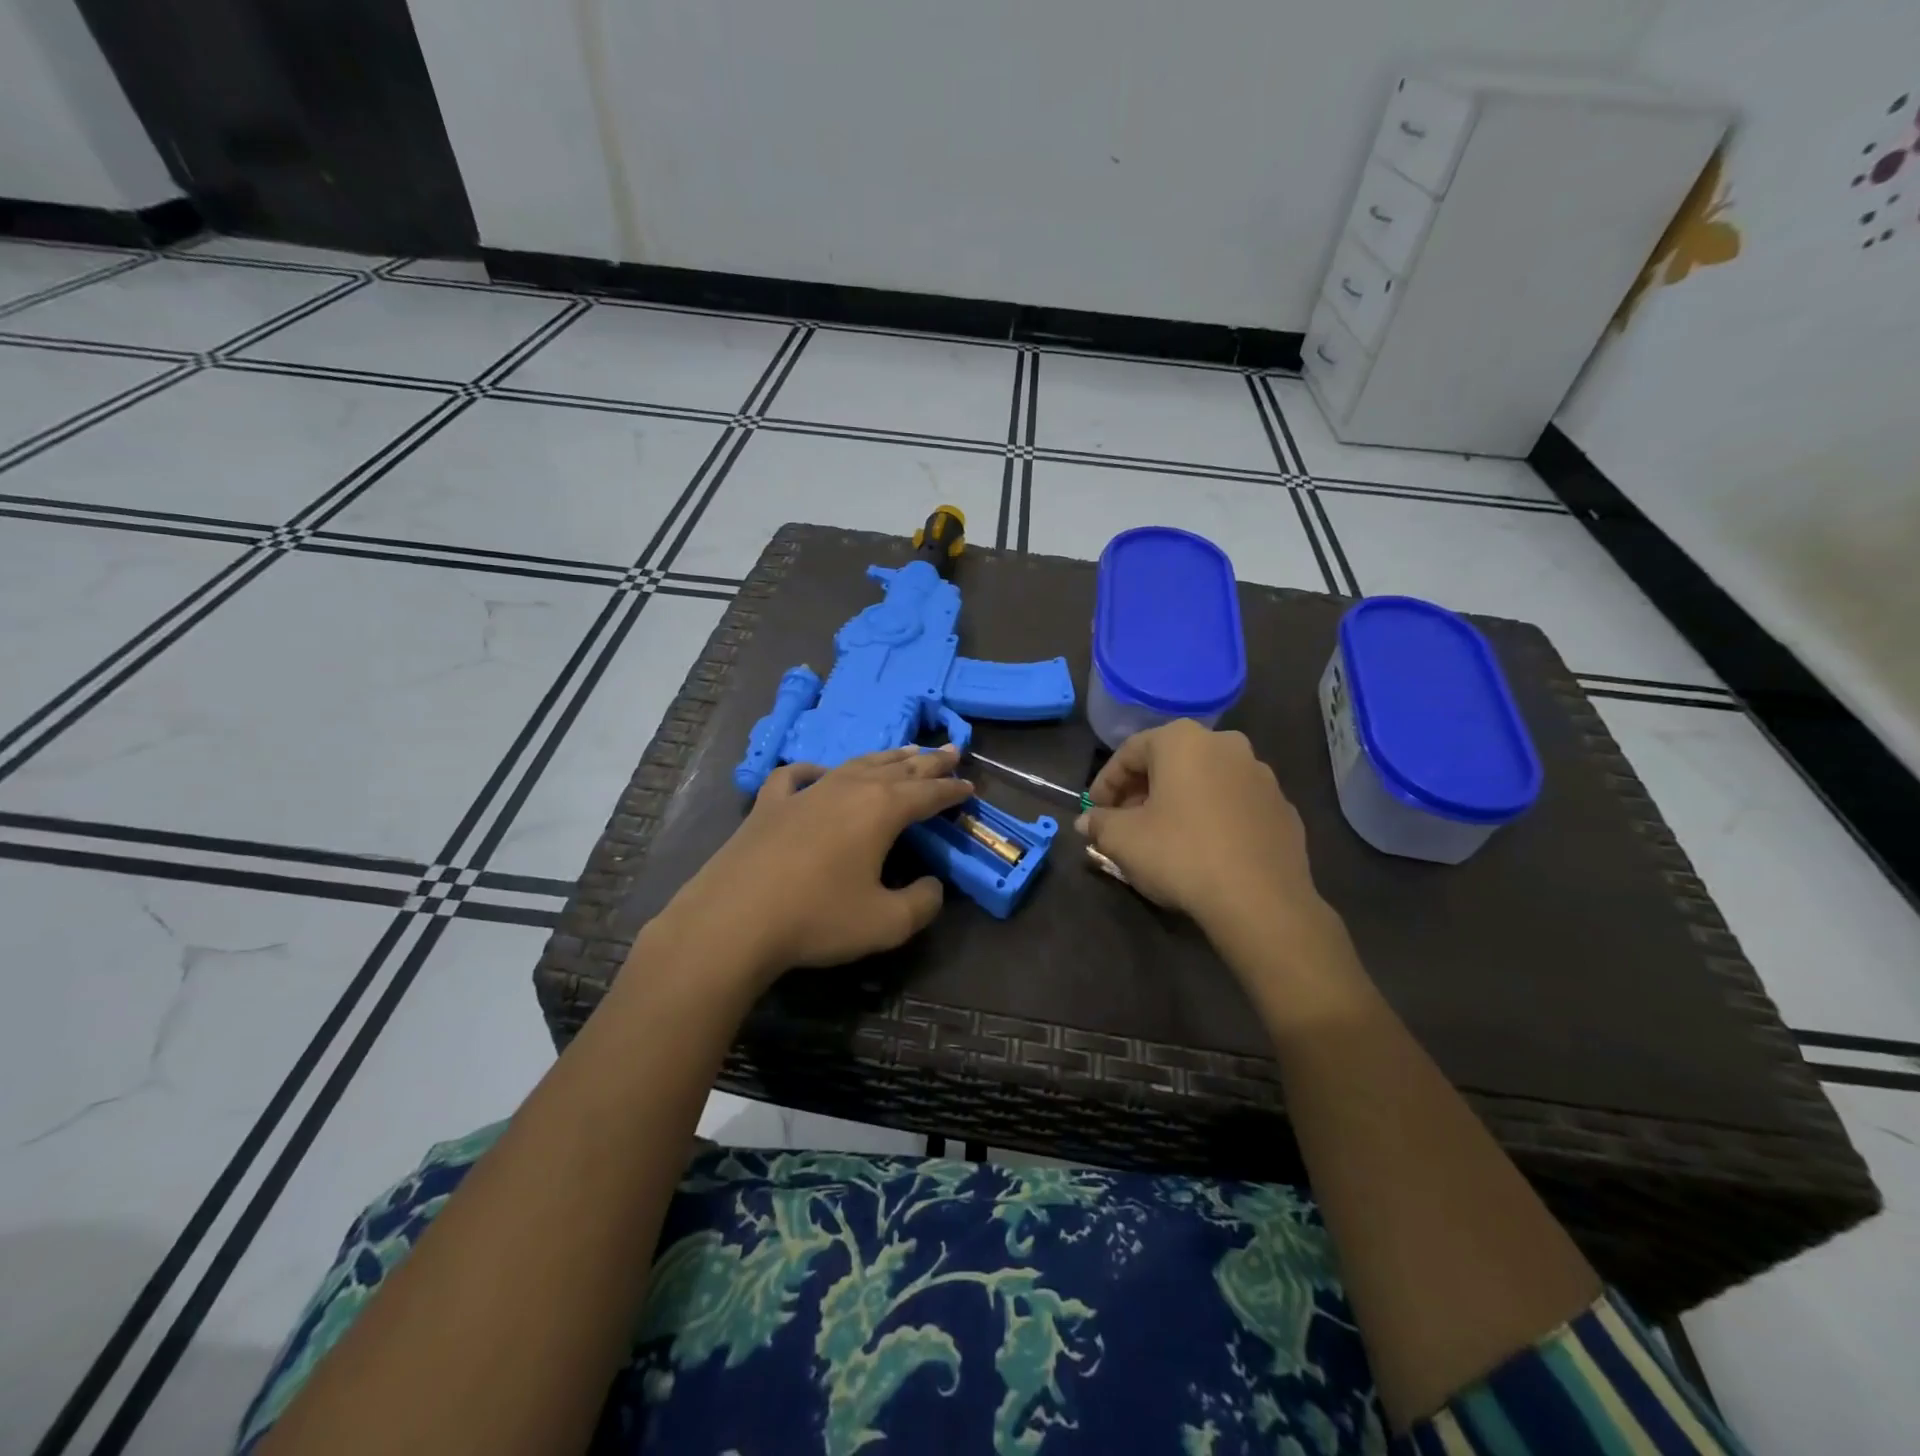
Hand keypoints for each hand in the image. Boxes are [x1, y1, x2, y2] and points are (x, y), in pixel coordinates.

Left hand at [660, 745, 972, 987]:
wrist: (734, 920)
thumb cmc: (817, 918)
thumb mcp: (886, 923)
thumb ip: (922, 904)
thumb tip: (933, 886)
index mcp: (881, 810)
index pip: (928, 794)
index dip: (952, 790)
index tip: (970, 786)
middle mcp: (848, 789)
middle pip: (897, 769)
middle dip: (927, 762)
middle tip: (950, 750)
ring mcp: (806, 792)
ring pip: (855, 764)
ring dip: (885, 758)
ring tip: (904, 751)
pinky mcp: (770, 804)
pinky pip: (797, 776)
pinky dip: (814, 770)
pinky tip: (819, 772)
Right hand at [1079, 720, 1326, 941]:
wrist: (1260, 900)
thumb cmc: (1181, 854)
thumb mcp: (1123, 839)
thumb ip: (1100, 823)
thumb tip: (1088, 822)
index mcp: (1183, 740)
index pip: (1130, 752)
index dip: (1106, 783)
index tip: (1095, 811)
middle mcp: (1226, 745)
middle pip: (1170, 762)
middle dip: (1142, 790)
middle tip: (1125, 822)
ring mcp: (1261, 776)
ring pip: (1206, 781)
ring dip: (1179, 801)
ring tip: (1164, 836)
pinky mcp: (1283, 809)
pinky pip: (1235, 805)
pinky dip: (1214, 817)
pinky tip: (1204, 849)